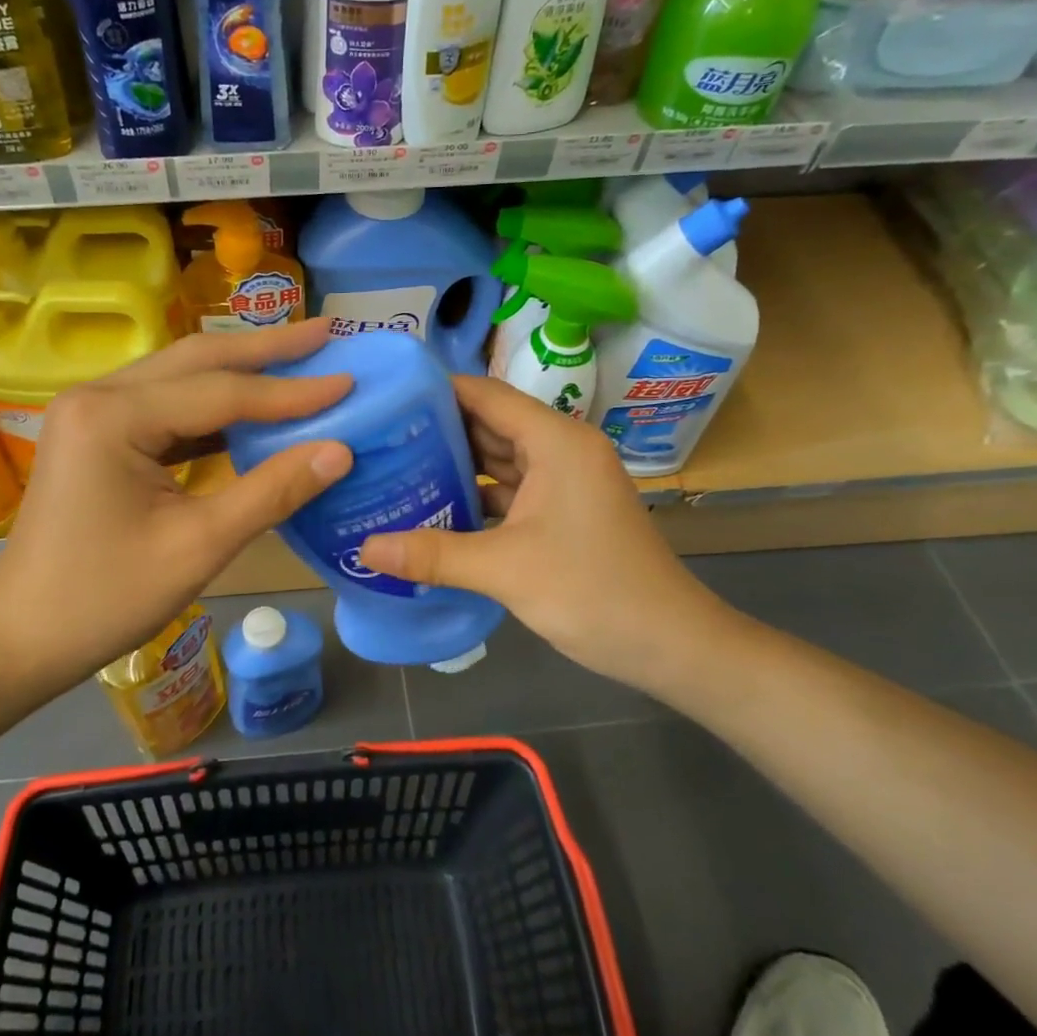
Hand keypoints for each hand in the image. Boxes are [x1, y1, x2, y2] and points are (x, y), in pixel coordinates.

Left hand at [0, 319, 352, 698]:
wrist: (21, 639)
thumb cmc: (104, 599)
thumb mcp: (198, 547)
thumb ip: (272, 492)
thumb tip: (340, 451)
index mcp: (113, 416)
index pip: (221, 392)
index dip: (291, 391)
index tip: (349, 380)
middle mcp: (98, 395)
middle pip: (198, 359)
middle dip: (267, 350)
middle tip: (328, 334)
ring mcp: (92, 412)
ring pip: (182, 376)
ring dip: (242, 370)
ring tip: (301, 360)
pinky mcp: (97, 434)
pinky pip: (167, 406)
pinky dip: (214, 405)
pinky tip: (252, 408)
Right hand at [357, 376, 734, 687]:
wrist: (671, 645)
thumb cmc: (594, 592)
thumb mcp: (505, 571)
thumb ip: (432, 555)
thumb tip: (365, 549)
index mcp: (556, 442)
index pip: (486, 394)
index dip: (436, 390)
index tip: (386, 397)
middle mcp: (561, 450)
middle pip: (490, 423)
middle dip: (437, 429)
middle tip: (377, 436)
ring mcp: (565, 482)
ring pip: (499, 459)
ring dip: (454, 464)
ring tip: (394, 467)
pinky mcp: (564, 512)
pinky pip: (511, 491)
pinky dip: (476, 496)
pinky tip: (434, 508)